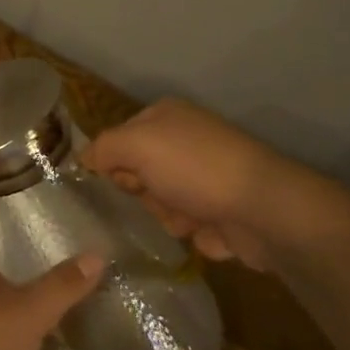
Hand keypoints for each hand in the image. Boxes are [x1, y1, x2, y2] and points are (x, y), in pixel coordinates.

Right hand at [83, 98, 309, 272]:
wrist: (264, 209)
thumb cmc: (195, 167)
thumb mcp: (136, 145)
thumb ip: (103, 148)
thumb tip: (84, 159)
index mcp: (166, 116)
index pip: (119, 138)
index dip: (114, 162)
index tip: (119, 181)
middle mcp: (185, 141)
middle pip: (139, 173)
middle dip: (143, 193)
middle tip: (156, 199)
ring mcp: (206, 177)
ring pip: (161, 203)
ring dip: (169, 217)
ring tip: (188, 220)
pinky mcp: (223, 211)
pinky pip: (189, 227)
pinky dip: (195, 234)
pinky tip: (209, 233)